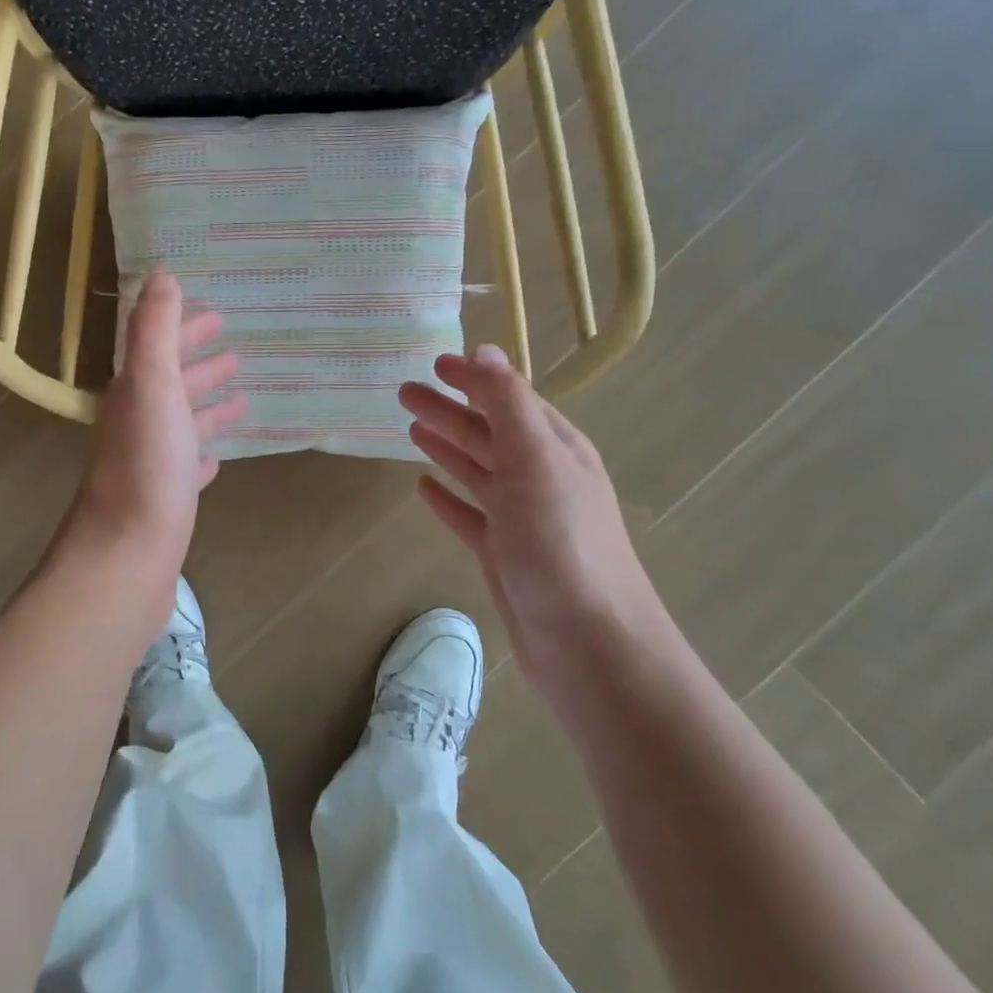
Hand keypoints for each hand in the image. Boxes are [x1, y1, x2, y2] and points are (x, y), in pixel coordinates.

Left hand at [66, 273, 244, 574]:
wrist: (126, 556)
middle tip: (234, 349)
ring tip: (239, 396)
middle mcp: (138, 424)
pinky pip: (187, 466)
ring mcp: (150, 465)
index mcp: (134, 394)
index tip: (217, 314)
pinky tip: (217, 457)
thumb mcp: (152, 387)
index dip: (184, 328)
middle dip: (199, 363)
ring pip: (181, 424)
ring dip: (206, 406)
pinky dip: (203, 454)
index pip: (159, 348)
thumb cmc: (146, 467)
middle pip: (171, 384)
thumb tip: (161, 276)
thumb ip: (155, 332)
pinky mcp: (165, 501)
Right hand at [399, 346, 669, 692]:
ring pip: (476, 469)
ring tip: (410, 427)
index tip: (434, 363)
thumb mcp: (535, 459)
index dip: (474, 378)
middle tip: (404, 392)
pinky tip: (422, 488)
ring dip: (445, 446)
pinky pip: (469, 515)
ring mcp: (522, 518)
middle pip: (487, 431)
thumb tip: (485, 350)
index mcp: (555, 448)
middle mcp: (540, 477)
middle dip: (448, 409)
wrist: (588, 643)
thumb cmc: (560, 542)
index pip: (509, 398)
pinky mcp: (504, 554)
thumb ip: (508, 403)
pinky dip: (447, 498)